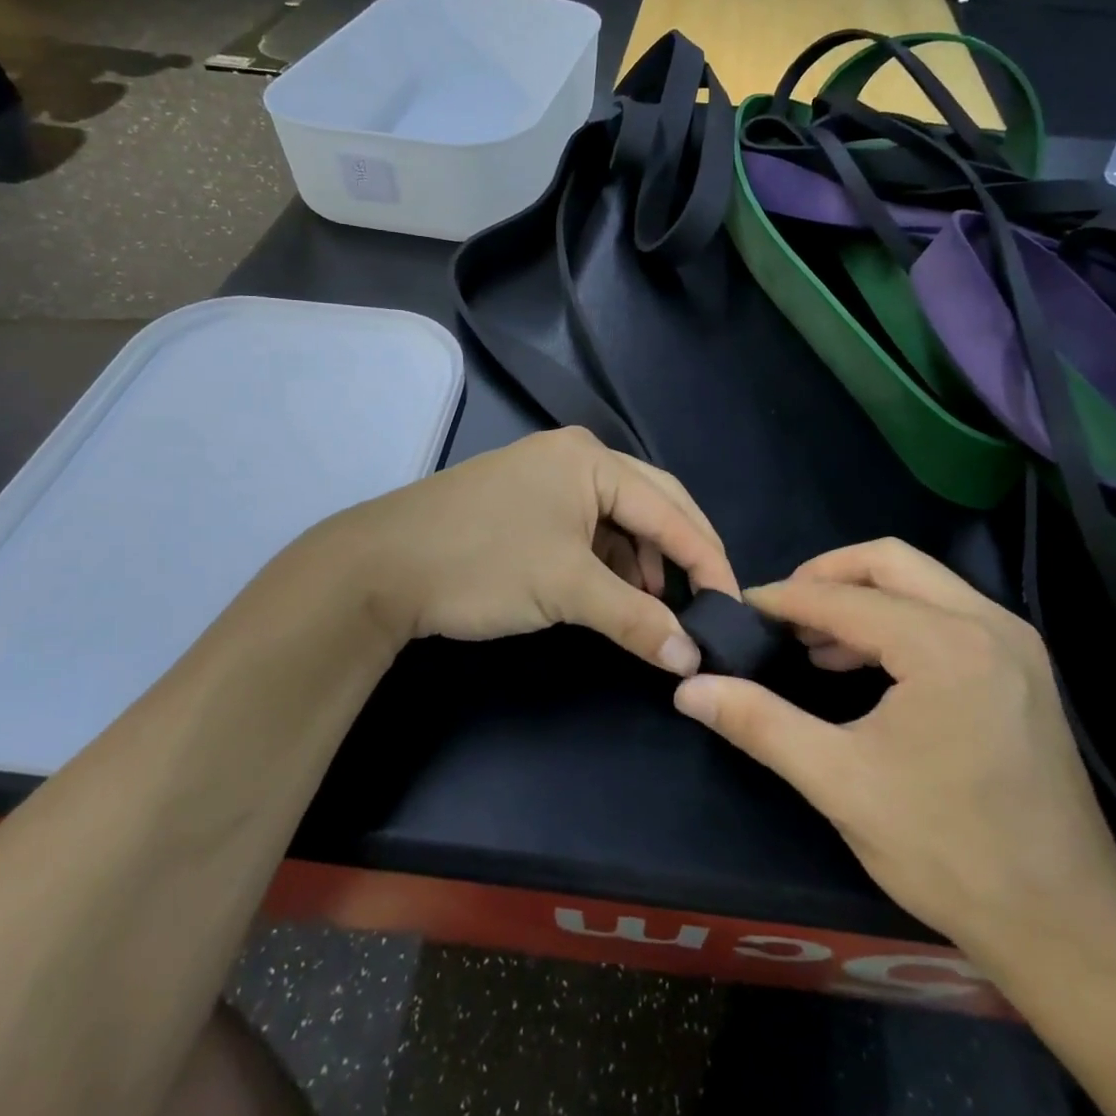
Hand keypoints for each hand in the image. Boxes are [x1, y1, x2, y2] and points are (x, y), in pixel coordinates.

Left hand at [320, 427, 737, 672]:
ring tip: (654, 605)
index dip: (707, 558)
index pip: (670, 508)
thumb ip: (636, 619)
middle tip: (707, 600)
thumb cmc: (483, 563)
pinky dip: (608, 558)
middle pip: (651, 503)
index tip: (733, 605)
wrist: (382, 566)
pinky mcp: (527, 500)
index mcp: (593, 460)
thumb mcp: (567, 589)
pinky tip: (612, 590)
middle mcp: (576, 456)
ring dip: (643, 559)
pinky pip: (588, 525)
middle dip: (681, 552)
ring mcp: (548, 475)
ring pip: (619, 517)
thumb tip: (692, 659)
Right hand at [671, 538, 1115, 961]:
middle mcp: (987, 623)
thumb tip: (689, 689)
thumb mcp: (839, 783)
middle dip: (826, 577)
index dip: (783, 601)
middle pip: (888, 560)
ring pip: (922, 580)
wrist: (1066, 925)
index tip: (740, 608)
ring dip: (862, 596)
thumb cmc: (947, 851)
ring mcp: (1013, 641)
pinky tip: (865, 665)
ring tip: (814, 643)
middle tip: (781, 614)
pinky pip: (947, 610)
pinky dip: (898, 618)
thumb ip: (759, 723)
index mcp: (944, 645)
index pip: (844, 598)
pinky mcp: (1023, 665)